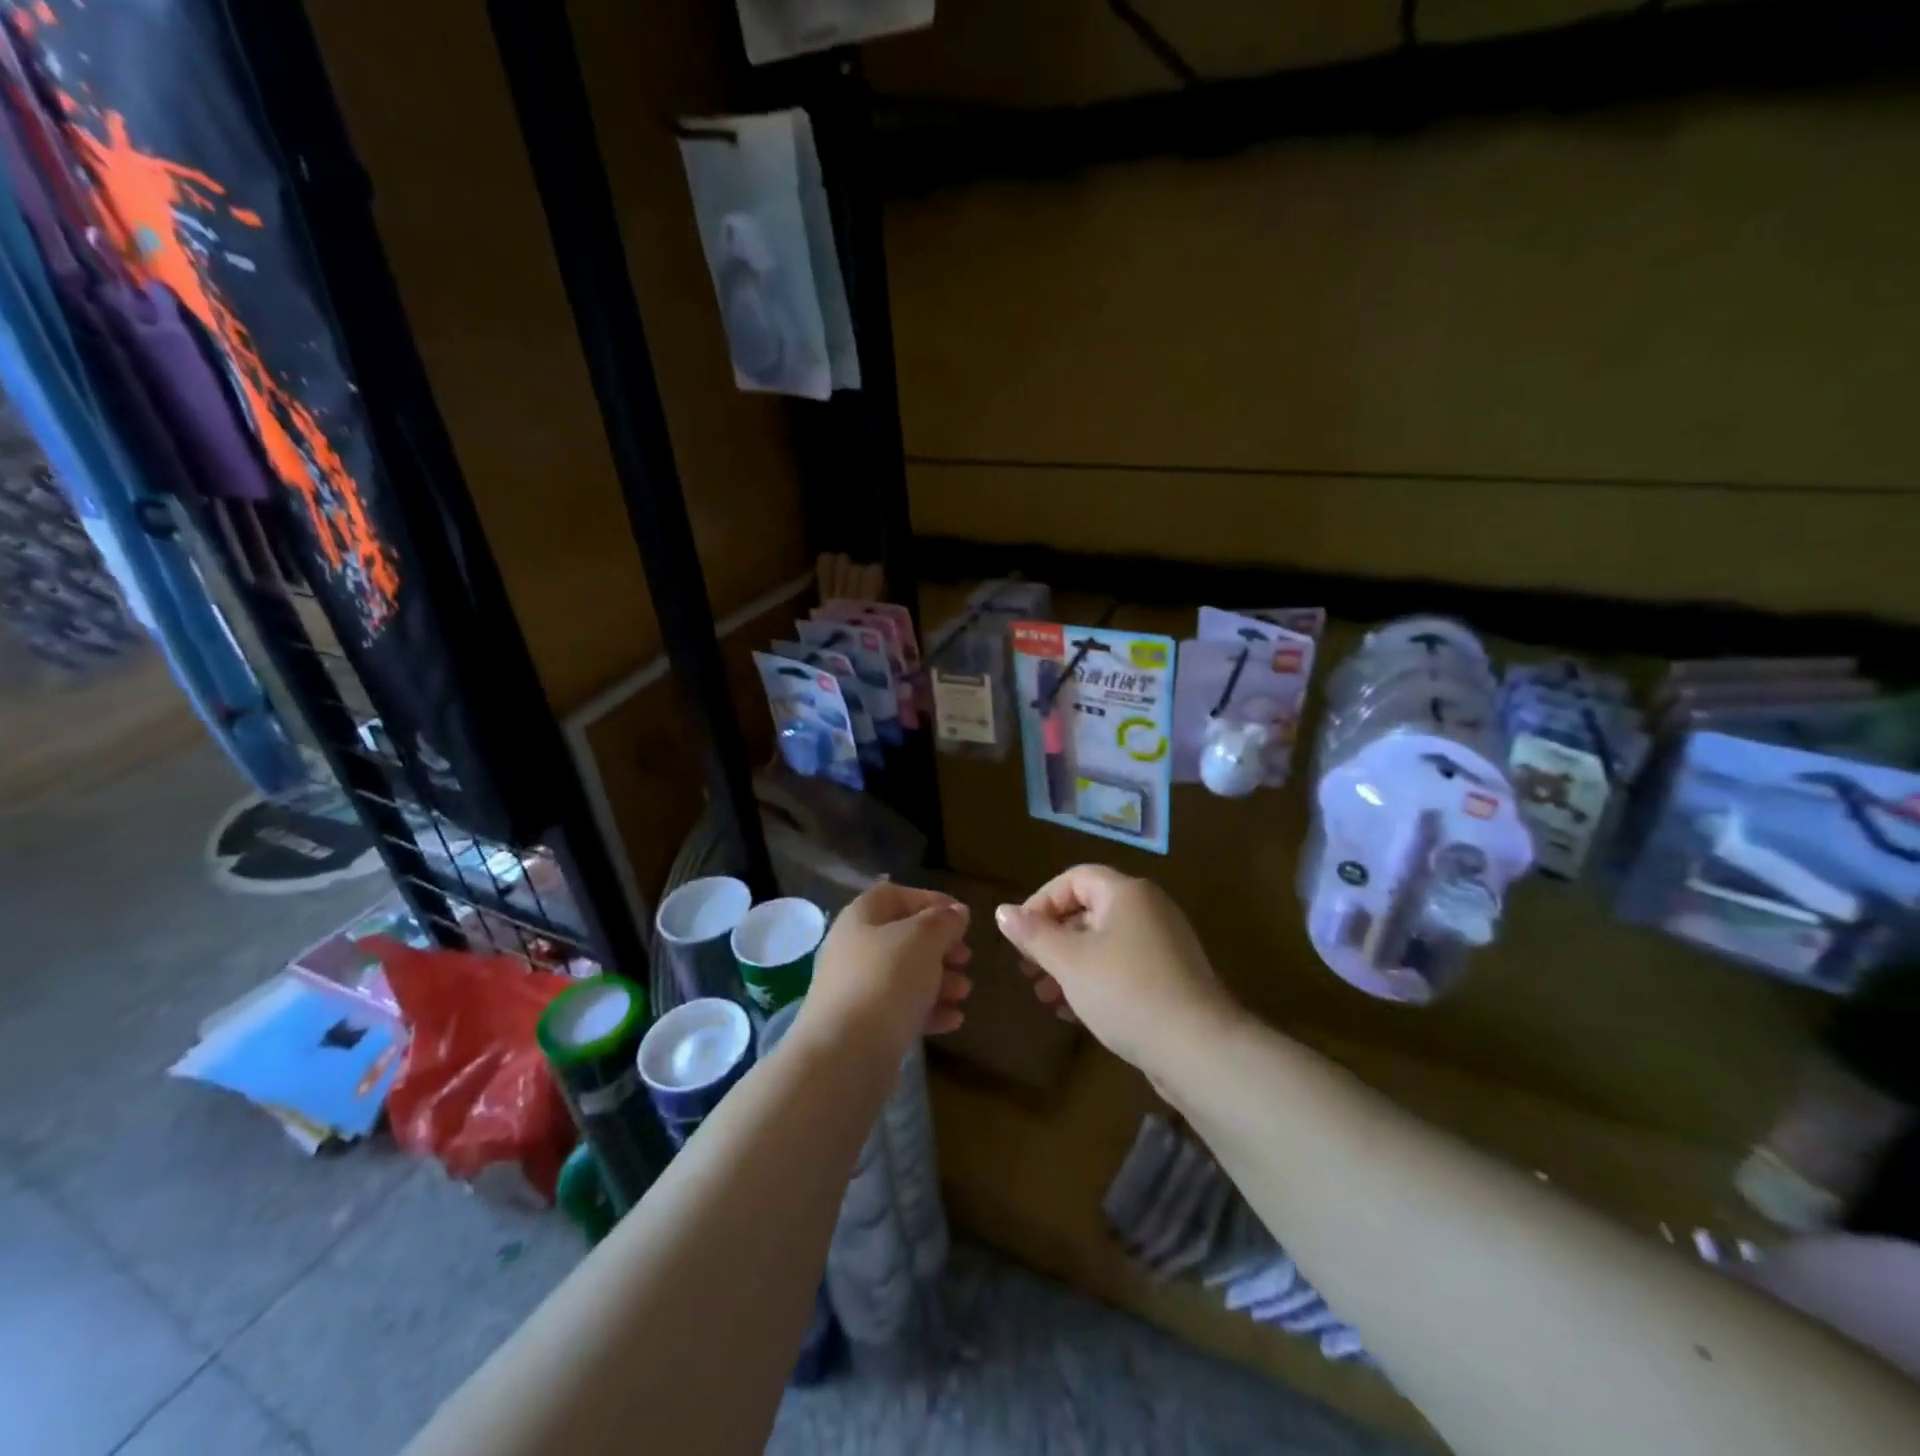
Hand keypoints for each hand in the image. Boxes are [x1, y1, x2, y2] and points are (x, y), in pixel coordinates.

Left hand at [794, 882, 972, 1058]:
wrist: (845, 1054)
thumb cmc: (886, 980)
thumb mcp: (923, 939)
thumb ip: (943, 921)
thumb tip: (956, 912)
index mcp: (861, 917)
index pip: (896, 895)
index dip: (930, 900)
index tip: (961, 916)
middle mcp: (853, 948)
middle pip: (903, 937)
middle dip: (940, 946)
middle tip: (966, 958)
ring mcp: (856, 989)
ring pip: (905, 975)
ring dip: (939, 980)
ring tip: (965, 992)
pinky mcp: (862, 1026)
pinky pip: (900, 1009)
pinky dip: (928, 1010)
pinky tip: (953, 1020)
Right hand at [995, 865, 1239, 1076]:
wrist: (1198, 1048)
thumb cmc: (1125, 992)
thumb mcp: (1069, 962)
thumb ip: (1034, 934)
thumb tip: (1003, 912)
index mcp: (1126, 893)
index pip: (1074, 878)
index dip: (1041, 901)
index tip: (1020, 935)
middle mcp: (1148, 909)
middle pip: (1088, 910)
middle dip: (1052, 939)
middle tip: (1027, 969)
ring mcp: (1164, 944)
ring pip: (1104, 942)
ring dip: (1069, 965)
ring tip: (1045, 996)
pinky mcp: (1171, 977)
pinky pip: (1122, 966)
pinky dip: (1094, 980)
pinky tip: (1074, 1012)